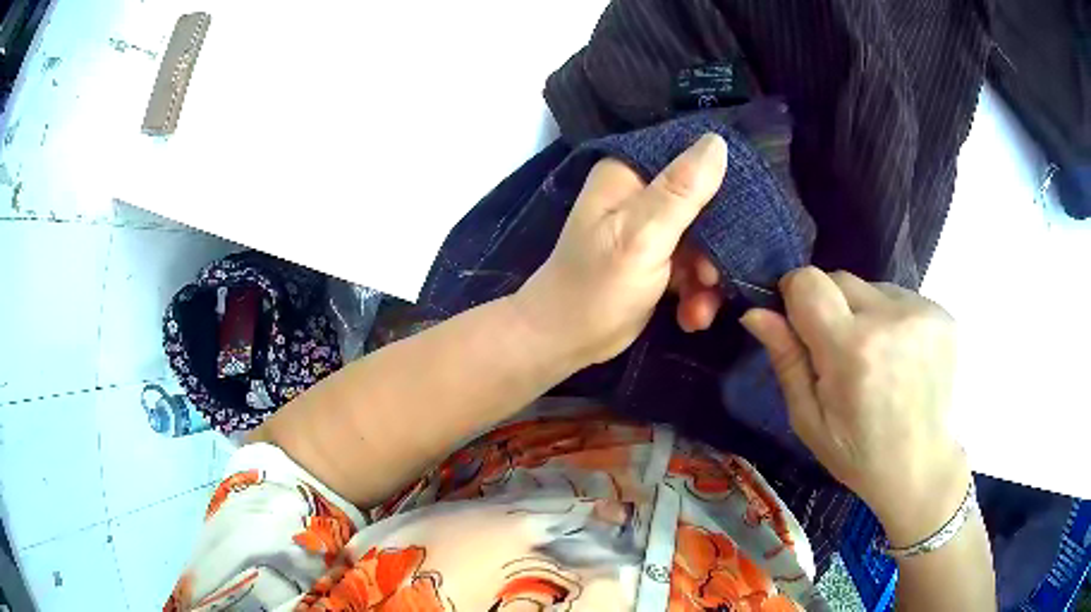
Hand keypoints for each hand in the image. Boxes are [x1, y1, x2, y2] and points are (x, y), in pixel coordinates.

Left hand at [512, 133, 727, 365]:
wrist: (566, 342)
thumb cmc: (597, 287)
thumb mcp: (642, 237)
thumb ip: (681, 191)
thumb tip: (717, 142)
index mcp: (629, 174)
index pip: (688, 157)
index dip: (722, 182)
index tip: (746, 213)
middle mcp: (640, 194)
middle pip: (702, 203)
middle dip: (717, 245)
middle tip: (715, 277)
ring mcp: (650, 229)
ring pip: (703, 240)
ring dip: (708, 279)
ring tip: (701, 308)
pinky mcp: (657, 259)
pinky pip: (692, 266)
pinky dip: (697, 293)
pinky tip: (692, 317)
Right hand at [741, 268, 969, 545]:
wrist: (922, 467)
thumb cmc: (858, 454)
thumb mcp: (808, 419)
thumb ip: (786, 359)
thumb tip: (756, 311)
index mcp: (851, 351)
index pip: (808, 282)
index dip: (796, 296)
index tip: (799, 324)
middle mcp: (890, 319)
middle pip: (839, 278)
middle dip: (830, 307)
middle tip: (840, 354)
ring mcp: (922, 312)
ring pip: (871, 288)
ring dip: (863, 314)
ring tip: (876, 360)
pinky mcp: (942, 313)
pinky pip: (899, 297)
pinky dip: (891, 319)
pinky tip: (899, 357)